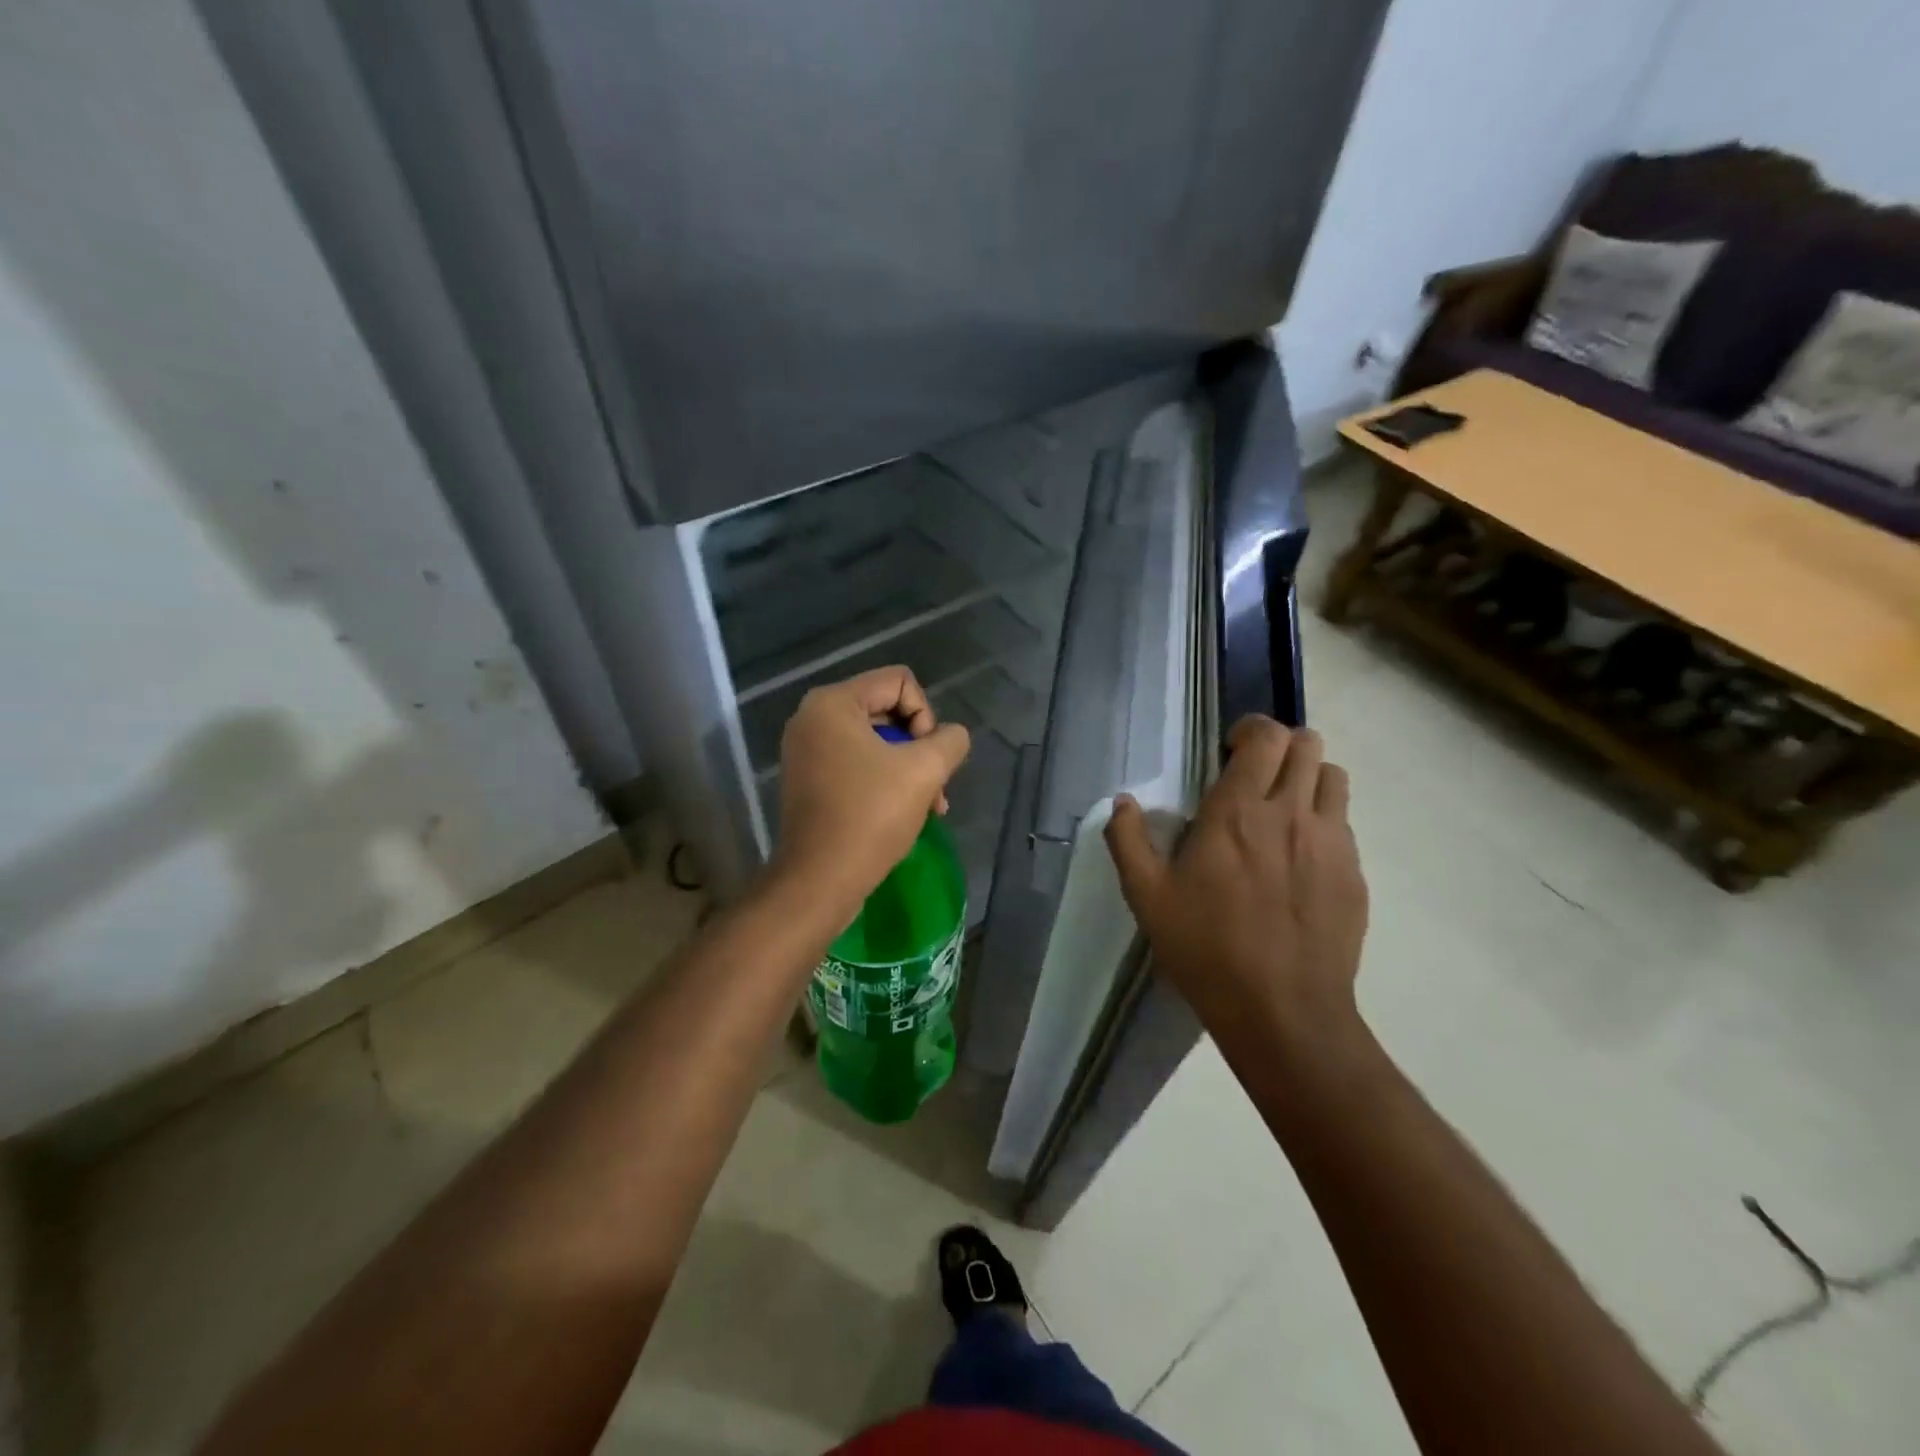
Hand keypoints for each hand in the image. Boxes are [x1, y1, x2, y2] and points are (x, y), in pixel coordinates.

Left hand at [772, 667, 970, 915]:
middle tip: (935, 787)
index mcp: (833, 703)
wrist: (819, 881)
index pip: (900, 681)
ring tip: (930, 807)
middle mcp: (813, 718)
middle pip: (887, 710)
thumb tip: (951, 738)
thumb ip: (950, 741)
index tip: (927, 757)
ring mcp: (807, 750)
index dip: (926, 715)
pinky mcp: (809, 779)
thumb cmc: (869, 817)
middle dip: (919, 747)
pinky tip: (906, 813)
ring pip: (876, 741)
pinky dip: (884, 781)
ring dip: (908, 769)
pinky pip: (857, 763)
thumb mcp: (924, 770)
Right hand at [1105, 718, 1368, 1053]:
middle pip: (1307, 744)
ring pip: (1334, 777)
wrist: (1283, 1012)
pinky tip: (1300, 859)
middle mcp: (1292, 814)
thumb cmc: (1206, 949)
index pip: (1264, 737)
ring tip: (1283, 809)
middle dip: (1280, 747)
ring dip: (1307, 778)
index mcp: (1238, 812)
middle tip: (1255, 775)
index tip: (1229, 751)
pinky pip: (1344, 823)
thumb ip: (1128, 841)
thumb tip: (1121, 801)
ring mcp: (1331, 843)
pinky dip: (1323, 821)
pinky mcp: (1355, 874)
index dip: (1250, 730)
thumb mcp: (1147, 898)